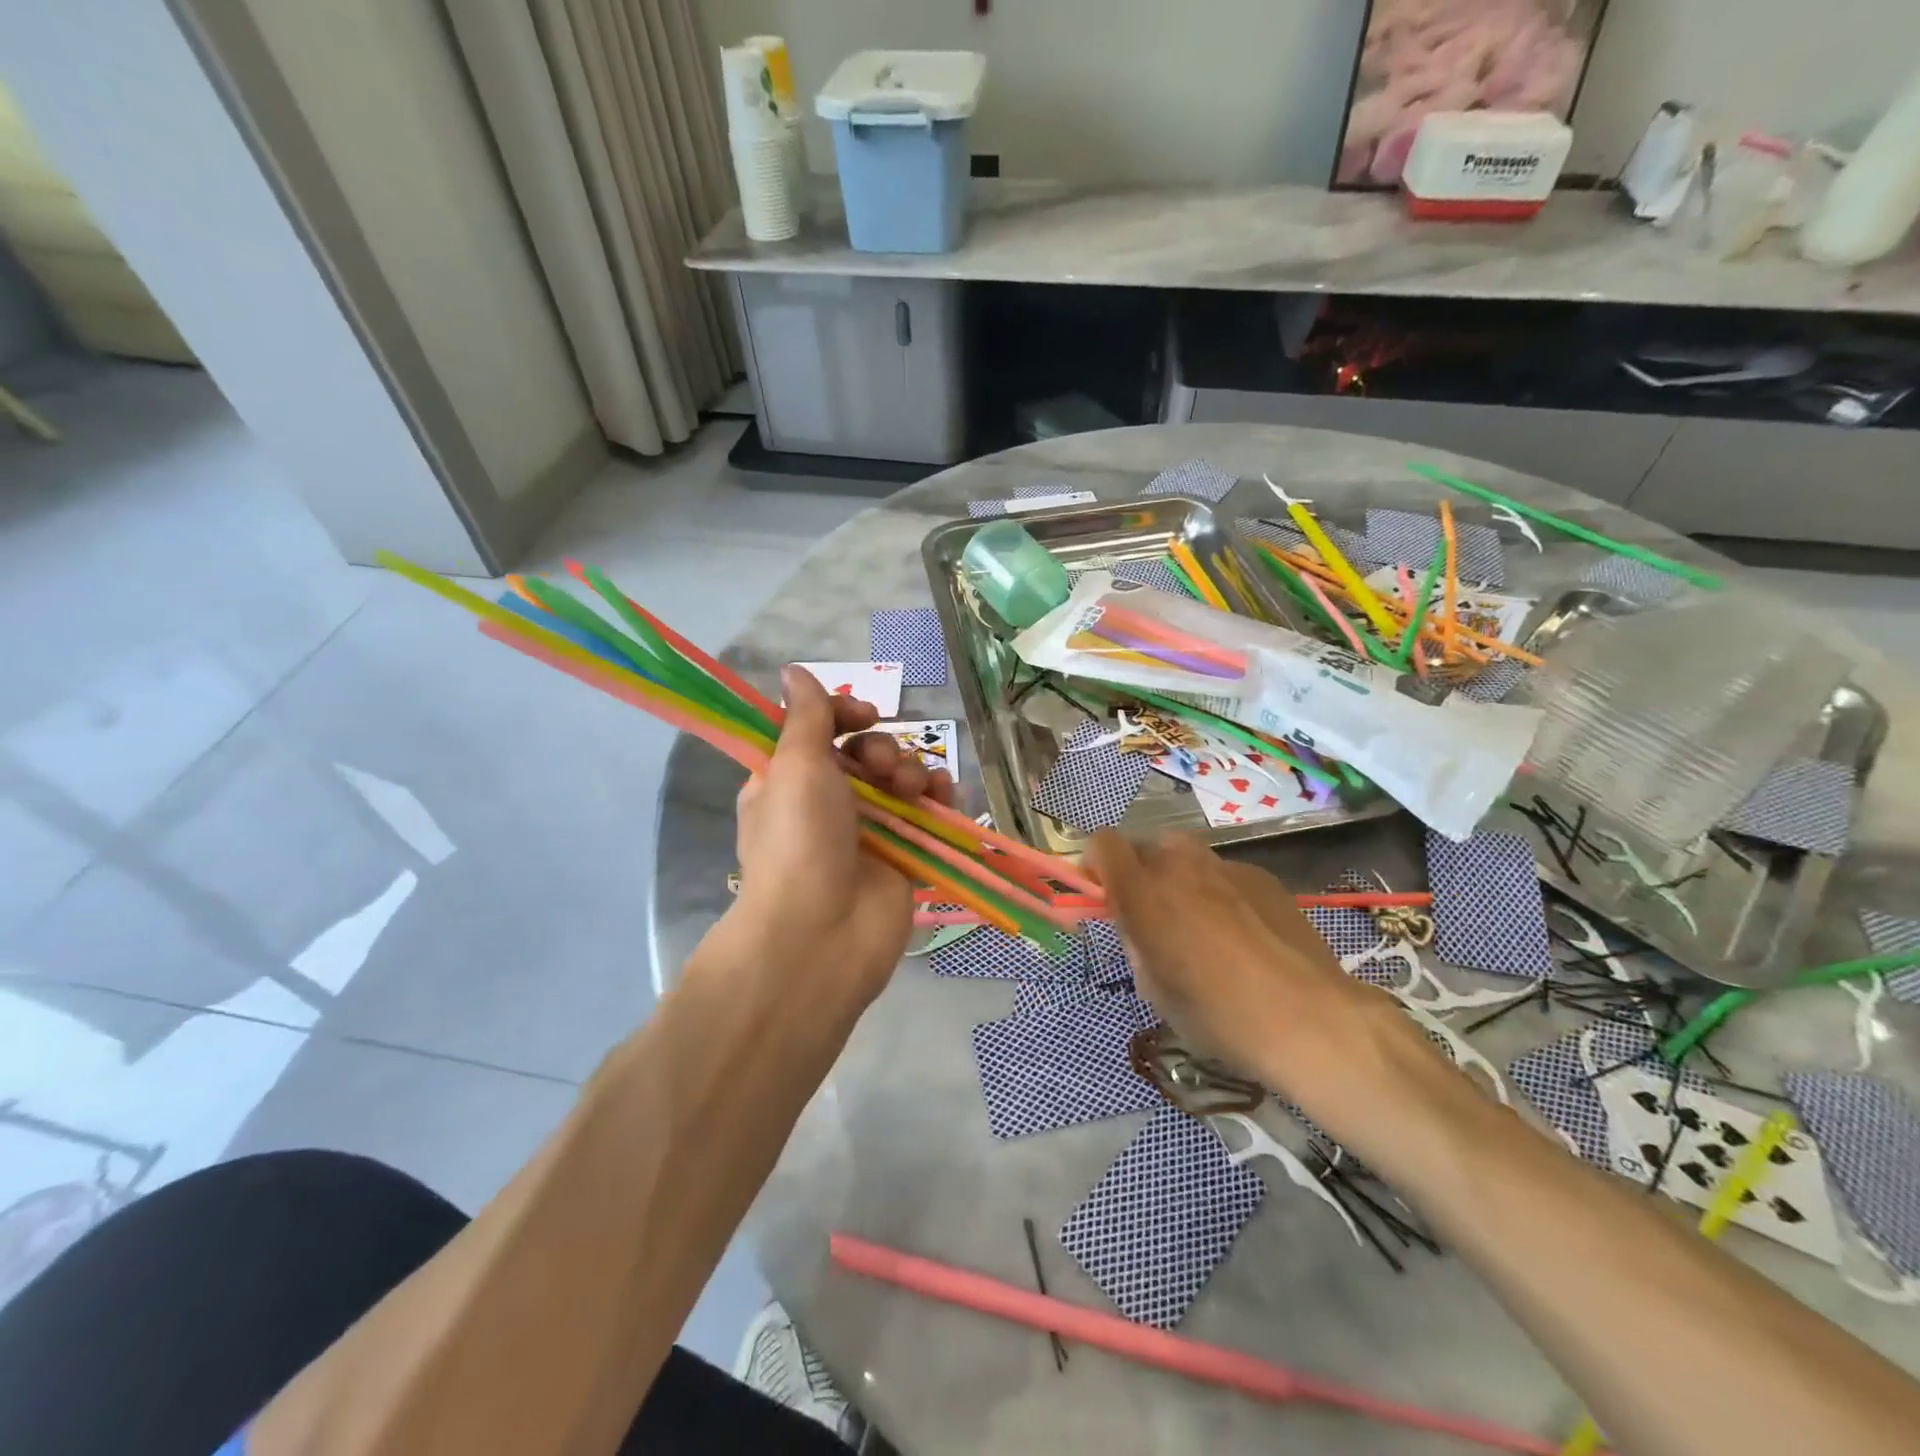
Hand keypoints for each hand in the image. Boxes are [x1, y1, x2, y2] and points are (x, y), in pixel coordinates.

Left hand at [728, 666, 955, 1018]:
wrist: (822, 932)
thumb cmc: (799, 838)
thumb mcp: (794, 764)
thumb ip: (804, 715)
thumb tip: (793, 671)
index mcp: (788, 780)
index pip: (819, 731)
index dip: (844, 715)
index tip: (863, 715)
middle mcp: (826, 803)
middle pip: (865, 753)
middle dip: (881, 749)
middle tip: (881, 767)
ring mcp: (867, 831)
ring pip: (899, 779)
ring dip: (910, 771)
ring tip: (910, 789)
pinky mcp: (903, 855)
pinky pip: (927, 813)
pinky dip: (937, 798)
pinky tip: (941, 795)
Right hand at [1088, 830, 1430, 1108]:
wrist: (1309, 1019)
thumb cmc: (1218, 1014)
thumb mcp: (1155, 988)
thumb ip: (1136, 943)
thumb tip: (1138, 927)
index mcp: (1143, 890)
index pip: (1102, 844)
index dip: (1096, 865)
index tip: (1104, 895)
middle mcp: (1179, 864)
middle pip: (1145, 848)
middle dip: (1142, 875)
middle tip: (1155, 918)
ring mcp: (1225, 865)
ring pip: (1186, 859)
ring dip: (1181, 882)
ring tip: (1203, 927)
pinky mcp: (1262, 876)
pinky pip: (1224, 874)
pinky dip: (1220, 893)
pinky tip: (1245, 937)